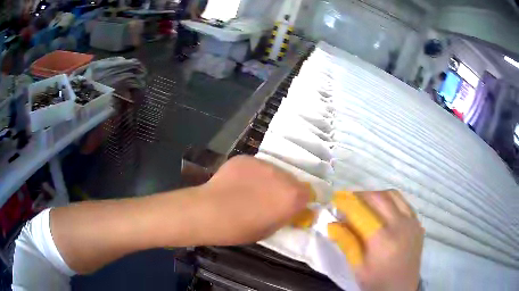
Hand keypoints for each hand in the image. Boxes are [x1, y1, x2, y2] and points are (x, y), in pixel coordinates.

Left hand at [193, 156, 310, 245]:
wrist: (210, 212)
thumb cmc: (240, 229)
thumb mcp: (270, 230)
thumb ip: (284, 216)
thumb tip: (288, 210)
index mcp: (292, 196)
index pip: (307, 194)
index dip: (298, 201)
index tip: (288, 207)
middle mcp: (282, 175)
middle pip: (291, 180)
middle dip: (284, 189)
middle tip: (268, 199)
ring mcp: (263, 163)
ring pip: (273, 171)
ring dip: (268, 180)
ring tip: (250, 190)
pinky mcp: (245, 158)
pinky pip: (254, 166)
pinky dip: (250, 173)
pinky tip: (236, 183)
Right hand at [331, 191, 423, 290]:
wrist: (401, 289)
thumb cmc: (376, 281)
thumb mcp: (357, 266)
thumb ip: (346, 242)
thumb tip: (331, 224)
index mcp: (382, 239)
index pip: (361, 211)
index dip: (347, 202)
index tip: (335, 198)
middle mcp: (400, 224)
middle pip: (378, 197)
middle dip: (360, 195)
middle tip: (348, 201)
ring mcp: (412, 222)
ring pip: (393, 195)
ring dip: (376, 195)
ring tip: (365, 204)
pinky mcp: (417, 223)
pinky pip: (404, 203)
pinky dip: (391, 200)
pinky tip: (383, 210)